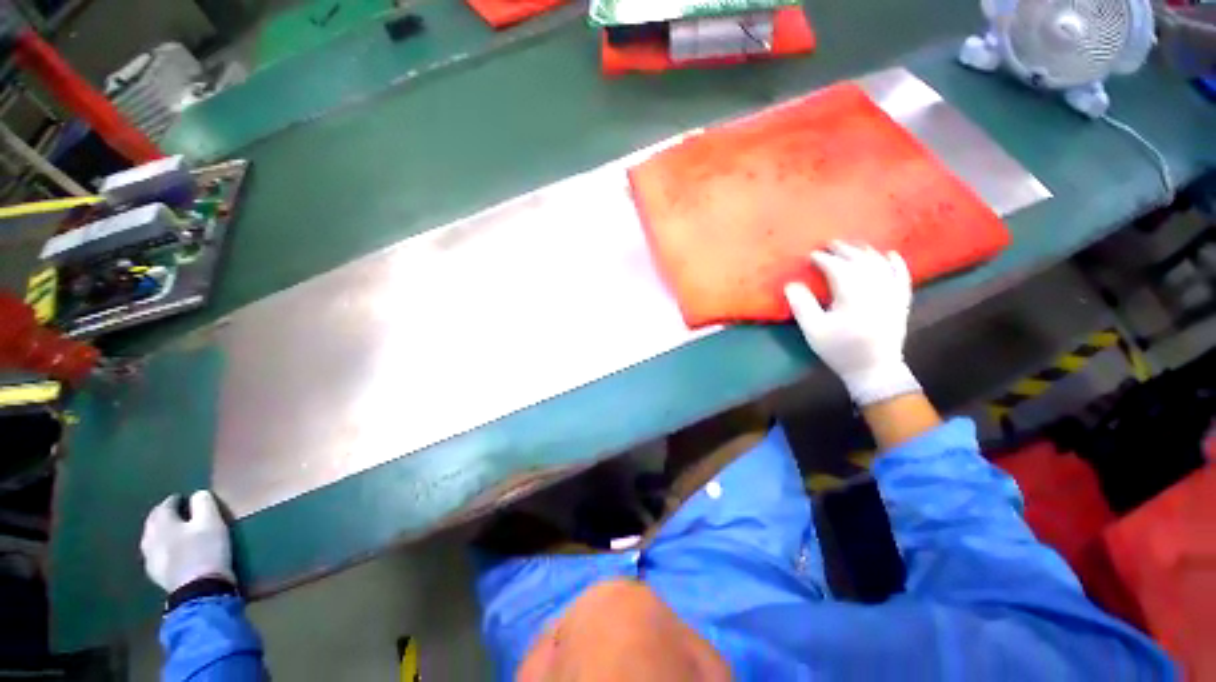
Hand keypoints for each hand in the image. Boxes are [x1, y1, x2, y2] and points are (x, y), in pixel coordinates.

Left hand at [140, 490, 234, 592]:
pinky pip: (154, 554)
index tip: (186, 498)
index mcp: (163, 523)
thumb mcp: (212, 522)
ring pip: (151, 539)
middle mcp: (150, 538)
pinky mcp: (156, 574)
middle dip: (163, 515)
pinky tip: (168, 552)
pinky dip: (160, 548)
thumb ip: (204, 504)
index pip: (165, 505)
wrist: (199, 590)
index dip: (176, 500)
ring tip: (172, 532)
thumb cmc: (206, 550)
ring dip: (159, 532)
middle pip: (153, 521)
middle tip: (176, 512)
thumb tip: (198, 494)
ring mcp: (150, 558)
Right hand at [784, 241, 920, 405]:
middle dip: (844, 250)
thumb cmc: (840, 350)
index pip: (838, 268)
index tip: (811, 255)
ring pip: (880, 264)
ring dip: (865, 252)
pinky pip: (902, 276)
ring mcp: (892, 294)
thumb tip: (791, 284)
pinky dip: (896, 264)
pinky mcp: (901, 301)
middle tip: (830, 244)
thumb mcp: (813, 330)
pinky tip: (890, 255)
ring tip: (853, 246)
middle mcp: (875, 288)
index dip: (824, 259)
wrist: (874, 369)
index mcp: (853, 294)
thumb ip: (802, 305)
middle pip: (860, 261)